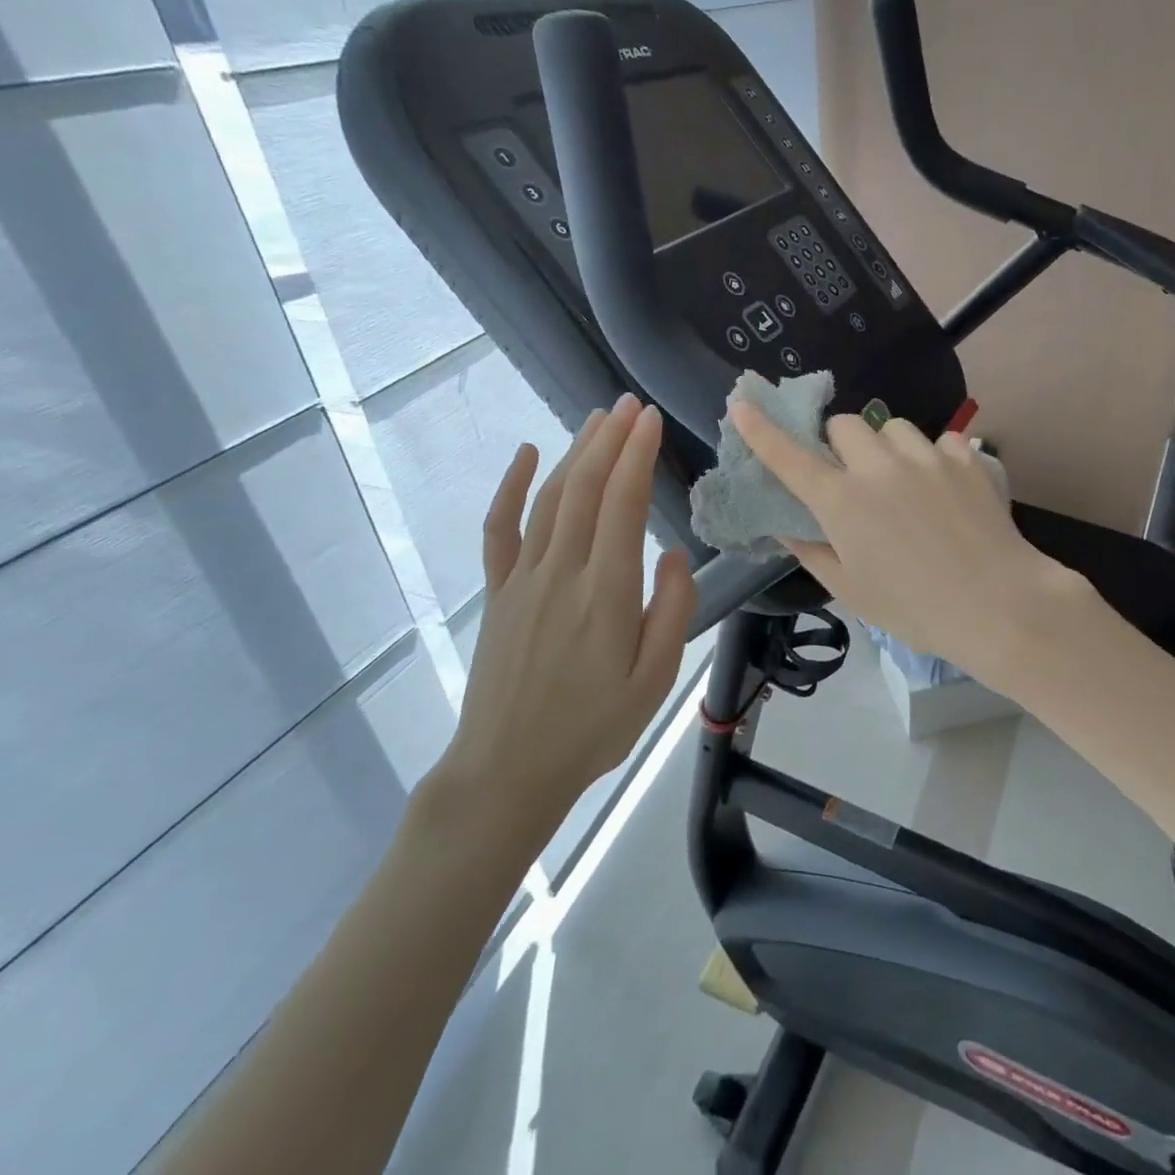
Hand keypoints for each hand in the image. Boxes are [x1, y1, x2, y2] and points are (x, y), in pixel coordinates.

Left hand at [432, 395, 696, 844]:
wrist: (507, 770)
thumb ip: (672, 611)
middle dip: (610, 440)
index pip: (621, 506)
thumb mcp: (653, 681)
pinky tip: (526, 454)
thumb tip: (674, 553)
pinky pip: (500, 529)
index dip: (637, 456)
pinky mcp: (499, 592)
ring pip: (549, 499)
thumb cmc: (592, 729)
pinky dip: (511, 486)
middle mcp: (561, 574)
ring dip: (574, 453)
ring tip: (598, 419)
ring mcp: (523, 579)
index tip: (651, 419)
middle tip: (629, 404)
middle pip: (584, 489)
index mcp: (605, 595)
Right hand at [731, 403, 1092, 681]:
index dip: (761, 429)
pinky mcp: (964, 457)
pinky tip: (943, 488)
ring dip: (885, 446)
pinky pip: (938, 440)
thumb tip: (785, 527)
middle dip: (839, 444)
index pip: (789, 456)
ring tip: (902, 481)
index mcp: (842, 501)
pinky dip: (932, 458)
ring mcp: (925, 456)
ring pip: (891, 426)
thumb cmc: (914, 607)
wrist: (998, 605)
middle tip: (852, 477)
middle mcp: (878, 466)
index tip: (742, 404)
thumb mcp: (850, 590)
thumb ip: (811, 551)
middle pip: (844, 424)